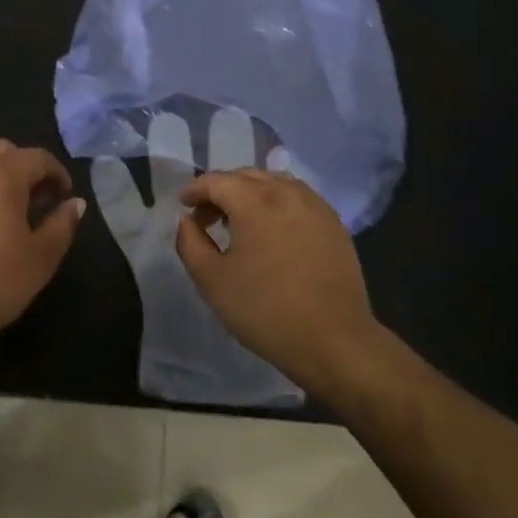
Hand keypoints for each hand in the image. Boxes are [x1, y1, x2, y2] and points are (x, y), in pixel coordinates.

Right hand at [175, 168, 378, 396]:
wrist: (333, 340)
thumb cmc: (265, 310)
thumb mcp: (212, 280)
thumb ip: (190, 242)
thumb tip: (186, 220)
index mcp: (254, 201)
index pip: (216, 181)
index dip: (194, 190)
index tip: (184, 207)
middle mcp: (286, 192)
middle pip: (245, 176)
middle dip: (221, 191)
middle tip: (206, 219)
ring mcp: (314, 204)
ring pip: (273, 182)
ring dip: (250, 194)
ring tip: (239, 223)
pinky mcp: (333, 222)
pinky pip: (297, 197)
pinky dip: (276, 203)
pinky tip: (271, 231)